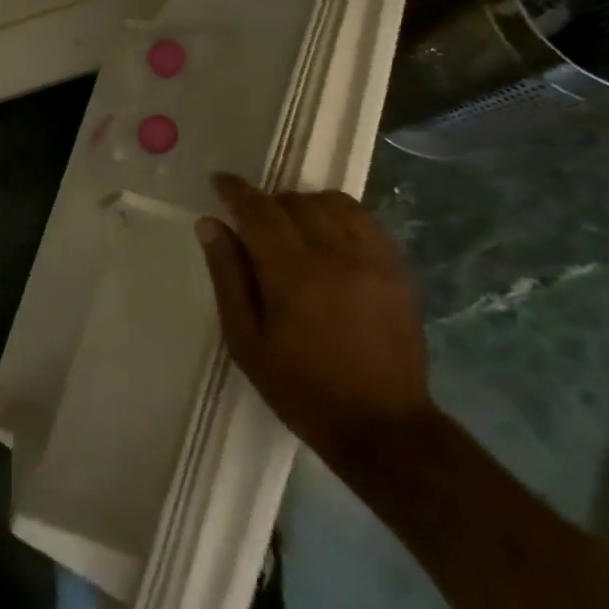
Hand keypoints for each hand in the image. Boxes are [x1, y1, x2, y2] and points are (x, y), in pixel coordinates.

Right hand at [196, 175, 434, 463]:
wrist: (383, 427)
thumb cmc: (301, 389)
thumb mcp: (246, 341)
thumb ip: (227, 276)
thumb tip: (210, 224)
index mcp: (294, 276)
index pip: (259, 212)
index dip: (236, 191)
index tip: (219, 181)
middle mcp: (337, 257)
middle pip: (295, 202)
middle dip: (266, 203)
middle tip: (251, 225)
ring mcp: (374, 261)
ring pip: (333, 203)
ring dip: (303, 205)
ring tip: (290, 228)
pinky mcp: (398, 270)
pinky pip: (365, 220)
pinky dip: (339, 215)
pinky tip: (327, 235)